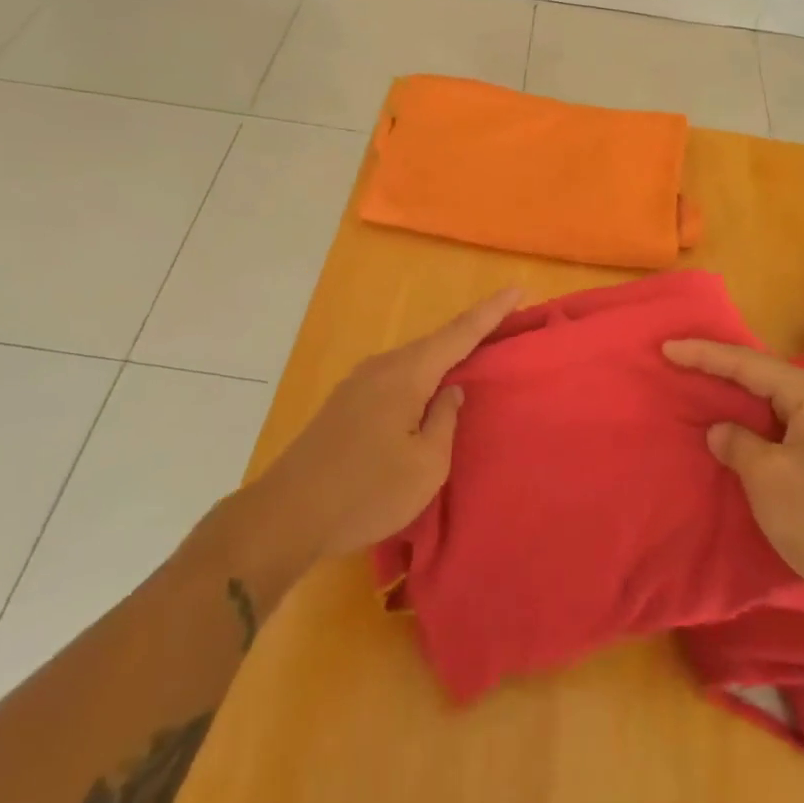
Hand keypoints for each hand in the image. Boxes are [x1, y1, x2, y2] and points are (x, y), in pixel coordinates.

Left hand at [248, 289, 521, 564]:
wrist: (286, 514)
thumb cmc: (366, 491)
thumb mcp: (425, 465)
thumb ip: (445, 421)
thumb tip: (451, 393)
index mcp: (407, 374)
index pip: (459, 333)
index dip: (491, 311)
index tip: (517, 288)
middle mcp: (382, 367)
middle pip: (435, 343)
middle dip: (470, 334)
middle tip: (502, 330)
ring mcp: (358, 384)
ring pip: (412, 363)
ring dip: (442, 360)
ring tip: (470, 365)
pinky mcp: (344, 404)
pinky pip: (394, 380)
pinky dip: (419, 379)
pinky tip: (424, 399)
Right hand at [665, 340, 803, 629]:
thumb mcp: (768, 477)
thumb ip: (737, 444)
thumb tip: (722, 431)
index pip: (747, 363)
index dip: (704, 355)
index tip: (666, 349)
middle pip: (760, 376)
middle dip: (719, 368)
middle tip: (679, 361)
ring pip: (769, 404)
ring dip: (734, 398)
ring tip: (698, 390)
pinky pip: (777, 429)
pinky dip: (750, 426)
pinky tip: (732, 434)